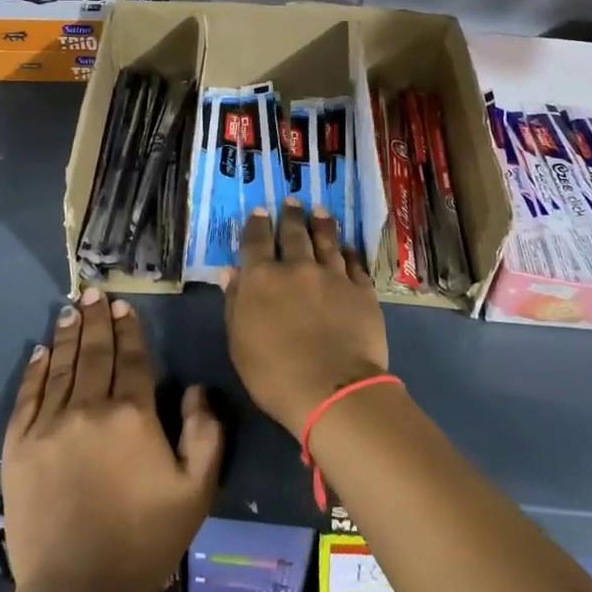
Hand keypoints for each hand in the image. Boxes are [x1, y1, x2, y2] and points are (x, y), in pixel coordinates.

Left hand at [3, 288, 222, 591]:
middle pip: (95, 352)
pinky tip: (40, 351)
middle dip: (96, 319)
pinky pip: (28, 396)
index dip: (128, 328)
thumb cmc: (145, 540)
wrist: (78, 591)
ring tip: (71, 309)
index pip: (131, 357)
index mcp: (132, 414)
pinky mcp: (19, 446)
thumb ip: (205, 434)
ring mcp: (49, 425)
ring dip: (68, 334)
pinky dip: (36, 370)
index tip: (123, 305)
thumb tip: (196, 390)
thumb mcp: (196, 491)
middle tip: (94, 292)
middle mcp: (89, 408)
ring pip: (62, 366)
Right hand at [225, 200, 388, 437]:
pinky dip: (349, 251)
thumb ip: (235, 304)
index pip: (256, 242)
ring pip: (326, 241)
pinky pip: (354, 262)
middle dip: (291, 215)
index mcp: (262, 279)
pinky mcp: (361, 290)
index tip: (260, 211)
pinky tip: (347, 247)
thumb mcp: (239, 343)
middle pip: (293, 233)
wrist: (333, 390)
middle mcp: (297, 268)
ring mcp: (332, 276)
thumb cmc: (274, 375)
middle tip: (292, 201)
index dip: (257, 225)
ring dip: (321, 224)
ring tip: (320, 211)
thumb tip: (230, 272)